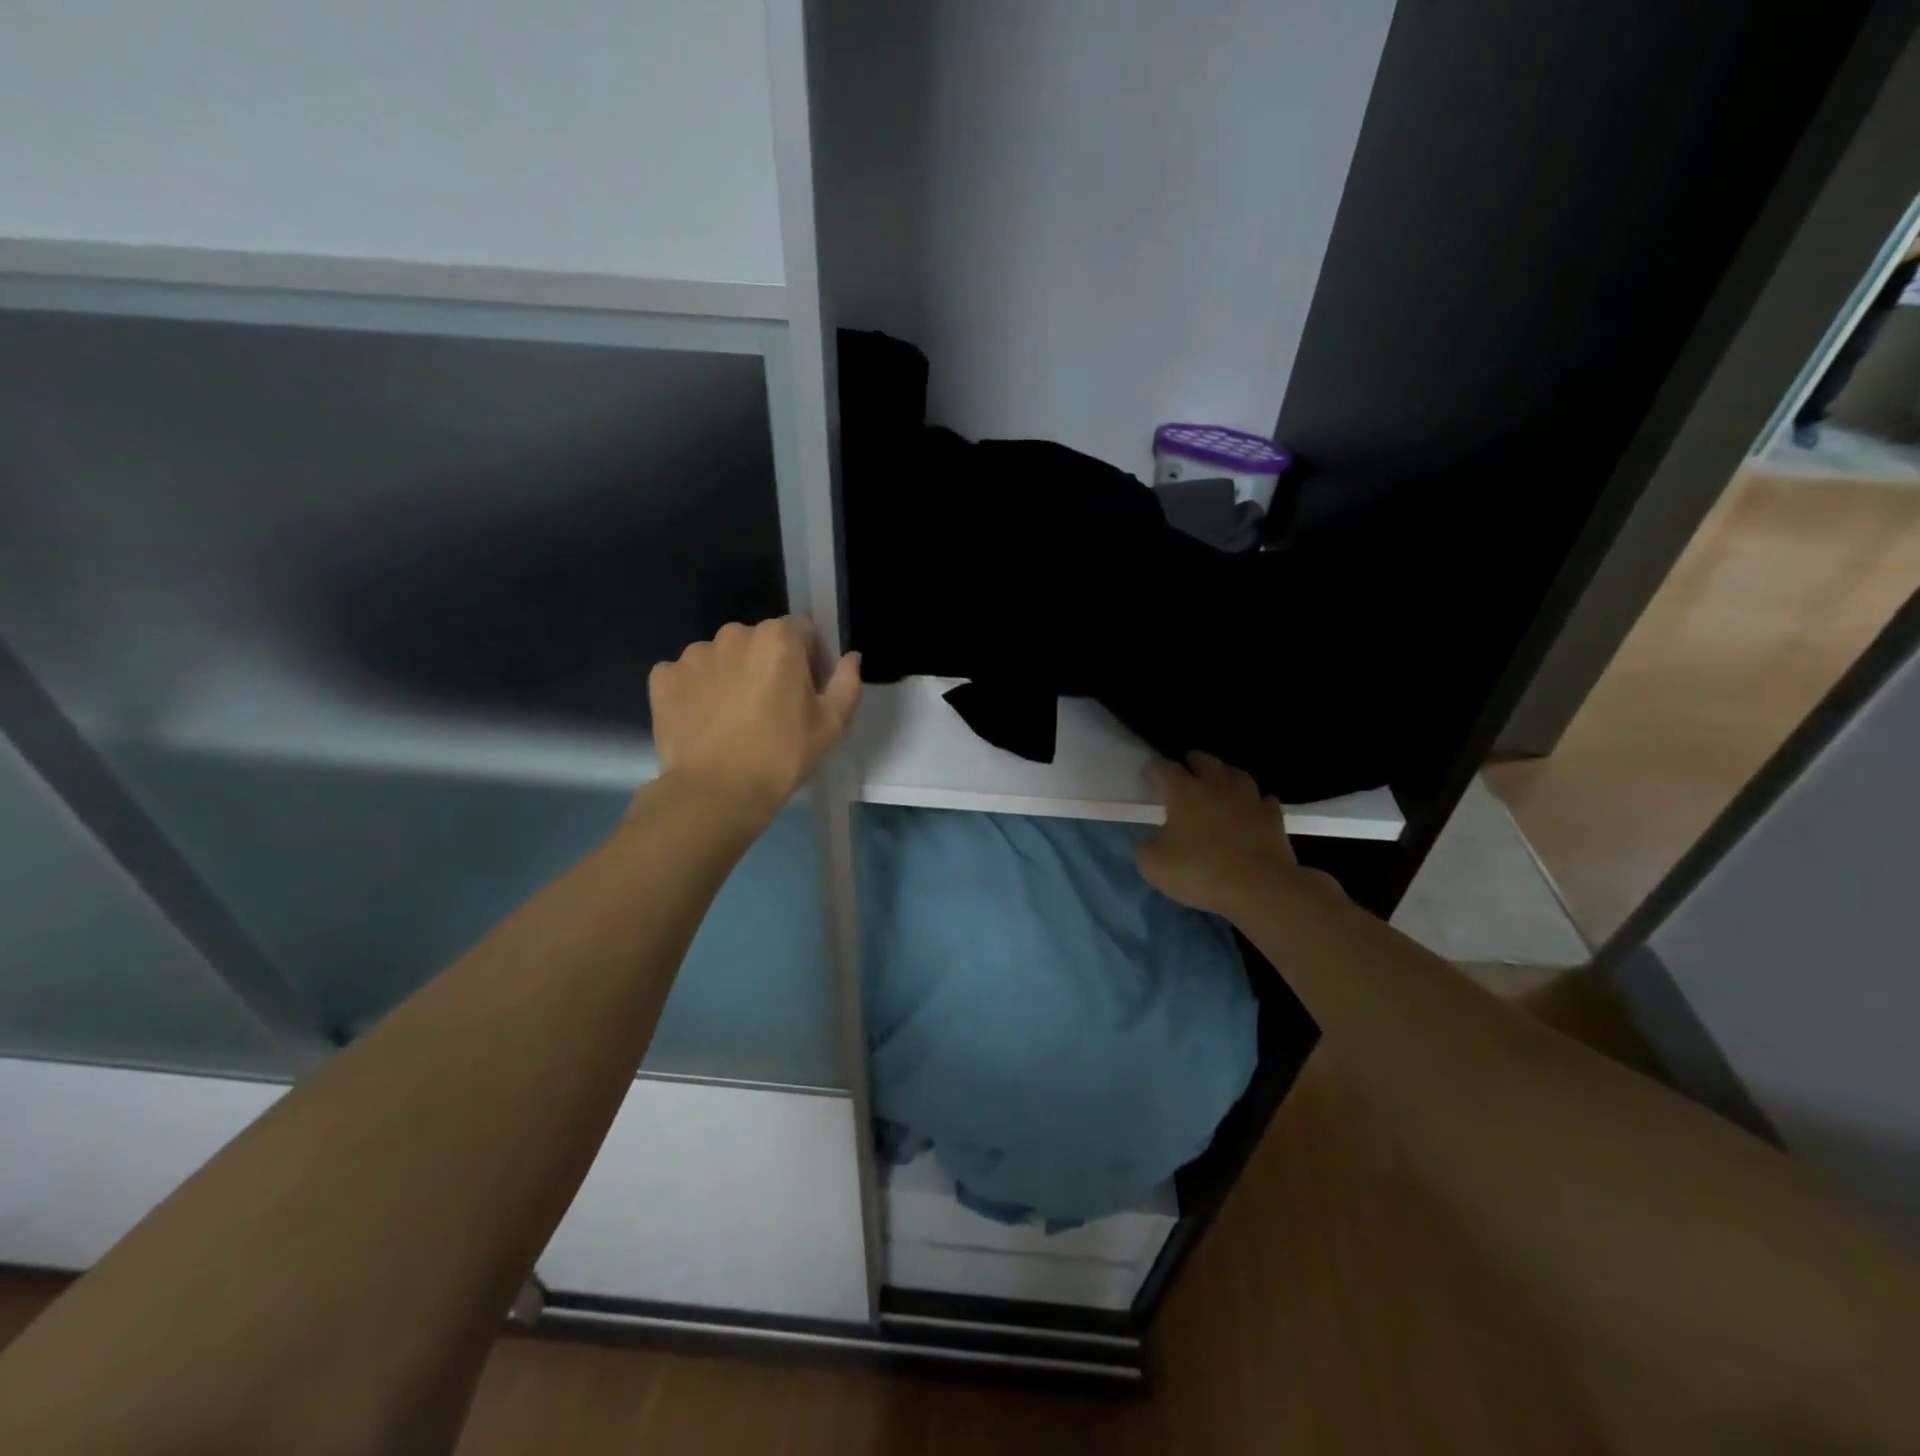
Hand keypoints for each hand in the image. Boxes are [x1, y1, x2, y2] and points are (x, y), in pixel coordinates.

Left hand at [648, 618, 861, 821]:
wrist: (716, 792)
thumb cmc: (783, 756)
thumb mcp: (832, 725)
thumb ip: (847, 682)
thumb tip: (850, 658)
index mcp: (778, 639)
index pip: (803, 631)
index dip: (811, 659)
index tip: (809, 692)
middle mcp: (734, 635)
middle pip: (760, 641)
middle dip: (769, 665)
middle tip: (772, 709)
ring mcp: (694, 655)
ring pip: (722, 657)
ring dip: (732, 676)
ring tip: (735, 718)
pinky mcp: (663, 678)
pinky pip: (687, 676)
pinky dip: (697, 691)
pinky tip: (706, 721)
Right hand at [1137, 753, 1301, 916]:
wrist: (1259, 888)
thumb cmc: (1200, 871)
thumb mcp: (1153, 865)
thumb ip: (1147, 846)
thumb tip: (1152, 840)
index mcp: (1183, 792)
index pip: (1163, 768)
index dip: (1153, 769)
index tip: (1148, 776)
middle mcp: (1216, 786)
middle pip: (1204, 761)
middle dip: (1193, 762)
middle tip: (1187, 769)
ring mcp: (1249, 799)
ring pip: (1237, 774)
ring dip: (1225, 775)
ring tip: (1220, 783)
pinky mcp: (1273, 817)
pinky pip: (1263, 801)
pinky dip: (1255, 802)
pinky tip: (1251, 810)